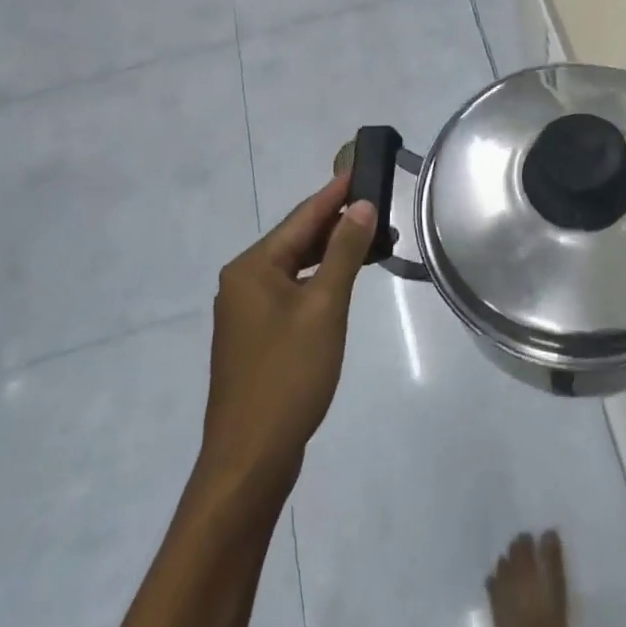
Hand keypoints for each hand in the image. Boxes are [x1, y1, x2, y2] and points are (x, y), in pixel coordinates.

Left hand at [199, 174, 376, 498]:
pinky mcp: (256, 337)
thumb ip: (344, 252)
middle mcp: (243, 281)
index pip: (302, 217)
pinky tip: (346, 280)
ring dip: (334, 254)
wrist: (250, 458)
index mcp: (252, 267)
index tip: (363, 168)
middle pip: (298, 239)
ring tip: (376, 242)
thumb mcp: (324, 307)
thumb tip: (361, 206)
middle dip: (340, 224)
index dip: (335, 193)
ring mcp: (247, 311)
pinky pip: (293, 292)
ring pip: (297, 267)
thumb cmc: (288, 375)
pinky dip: (321, 280)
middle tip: (381, 207)